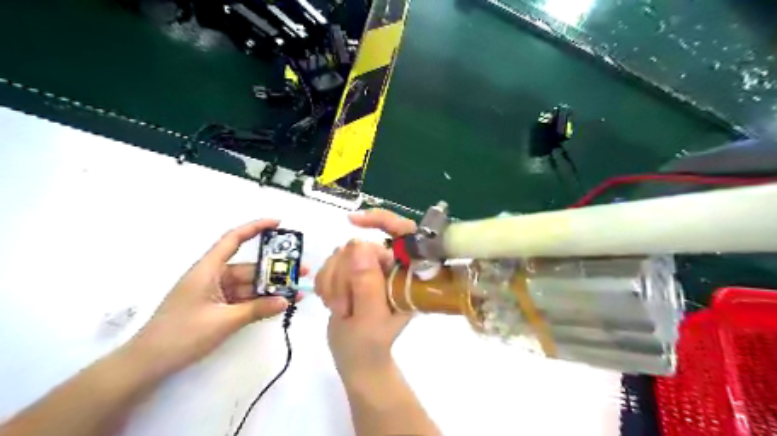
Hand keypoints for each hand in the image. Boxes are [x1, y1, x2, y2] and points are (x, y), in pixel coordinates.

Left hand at [125, 219, 303, 375]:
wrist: (148, 365)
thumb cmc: (181, 335)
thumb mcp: (223, 321)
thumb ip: (257, 309)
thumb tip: (286, 300)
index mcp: (208, 270)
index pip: (233, 239)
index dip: (255, 228)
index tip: (278, 223)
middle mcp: (213, 277)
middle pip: (249, 267)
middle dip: (275, 269)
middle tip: (301, 271)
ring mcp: (216, 293)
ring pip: (249, 285)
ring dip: (271, 289)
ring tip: (296, 292)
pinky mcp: (217, 308)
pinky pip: (244, 299)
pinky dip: (260, 302)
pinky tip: (280, 304)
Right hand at [313, 210, 419, 379]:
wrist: (355, 358)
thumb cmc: (369, 345)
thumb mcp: (370, 318)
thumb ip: (367, 284)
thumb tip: (360, 245)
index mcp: (406, 273)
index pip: (404, 232)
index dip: (382, 219)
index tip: (353, 222)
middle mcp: (390, 266)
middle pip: (361, 246)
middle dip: (345, 276)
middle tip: (345, 307)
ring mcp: (370, 268)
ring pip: (341, 254)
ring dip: (334, 282)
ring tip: (341, 309)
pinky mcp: (351, 272)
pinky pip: (330, 263)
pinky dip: (326, 283)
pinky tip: (333, 302)